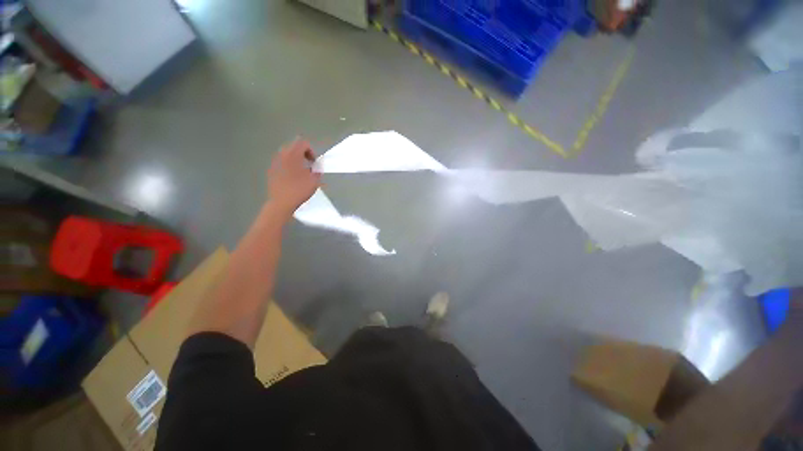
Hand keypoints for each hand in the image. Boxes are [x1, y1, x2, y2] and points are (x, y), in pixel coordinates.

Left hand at [267, 138, 320, 217]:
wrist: (281, 202)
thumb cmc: (300, 190)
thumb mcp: (314, 180)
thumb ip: (317, 170)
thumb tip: (317, 167)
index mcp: (293, 155)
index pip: (303, 143)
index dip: (311, 151)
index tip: (314, 163)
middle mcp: (282, 155)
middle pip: (293, 147)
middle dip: (303, 154)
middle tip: (309, 166)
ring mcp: (275, 162)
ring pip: (287, 155)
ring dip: (296, 160)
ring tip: (302, 173)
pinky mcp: (271, 170)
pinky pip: (282, 163)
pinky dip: (289, 166)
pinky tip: (293, 179)